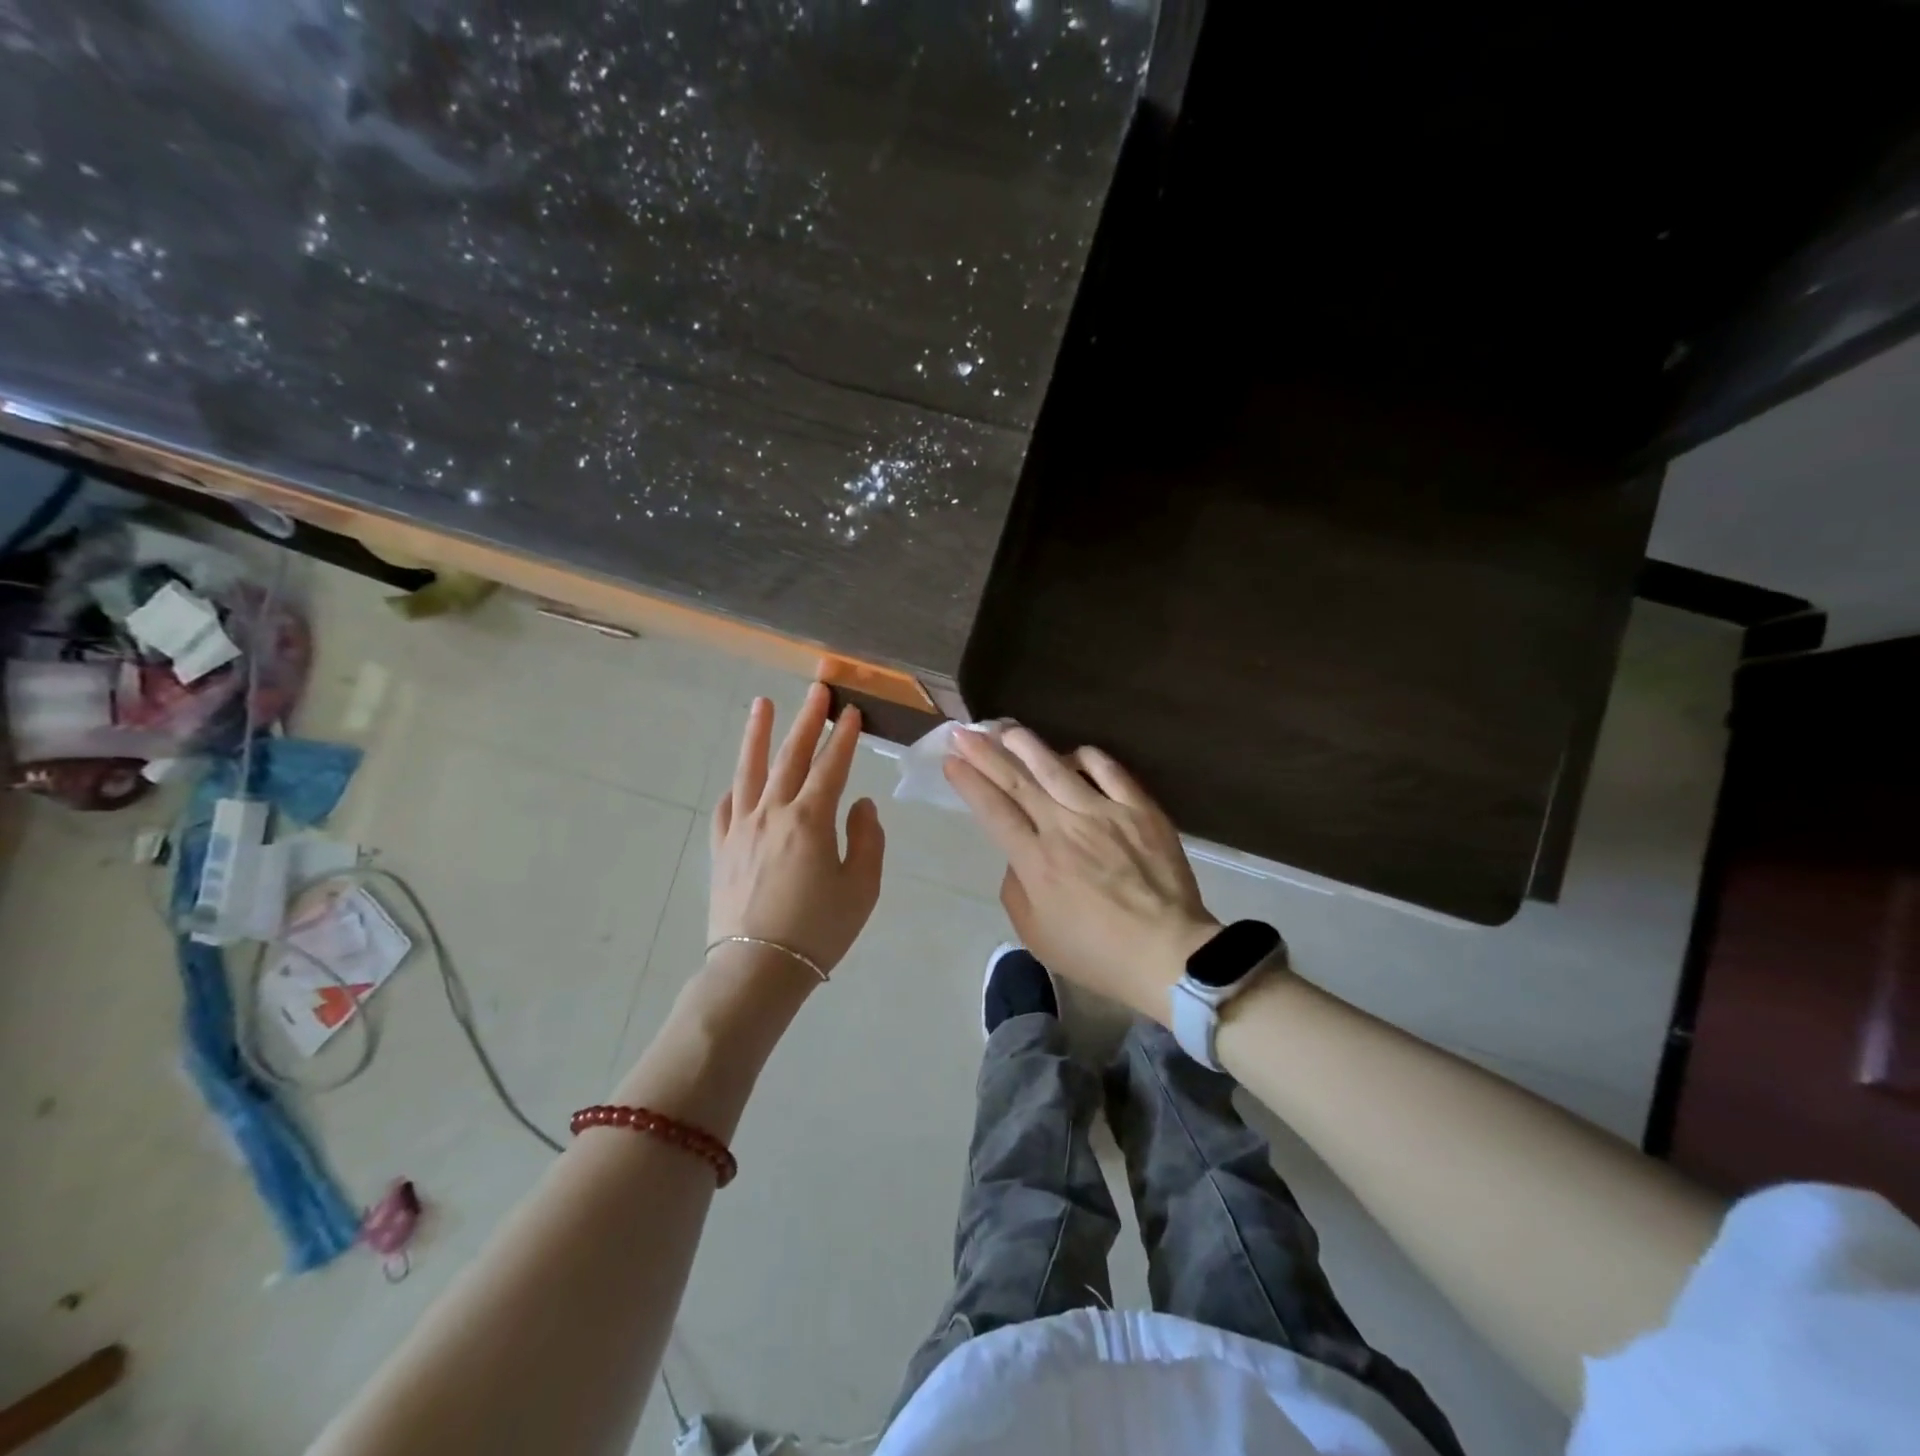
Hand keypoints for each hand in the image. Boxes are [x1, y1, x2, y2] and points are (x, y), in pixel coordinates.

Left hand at [708, 684, 885, 980]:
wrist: (758, 970)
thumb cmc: (818, 930)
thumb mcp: (862, 888)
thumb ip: (866, 840)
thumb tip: (861, 804)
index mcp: (810, 820)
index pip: (830, 767)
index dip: (843, 737)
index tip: (851, 711)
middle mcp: (772, 813)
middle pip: (791, 756)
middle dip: (806, 720)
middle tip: (816, 689)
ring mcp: (741, 829)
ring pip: (749, 770)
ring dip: (757, 734)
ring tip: (761, 704)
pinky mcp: (721, 849)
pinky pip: (726, 807)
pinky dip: (736, 787)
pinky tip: (739, 779)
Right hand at [943, 725, 1219, 1023]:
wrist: (1169, 953)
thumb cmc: (1097, 953)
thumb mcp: (1036, 935)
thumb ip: (1015, 889)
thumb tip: (1018, 854)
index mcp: (1036, 861)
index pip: (994, 810)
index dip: (970, 782)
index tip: (951, 761)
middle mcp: (1064, 827)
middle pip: (1017, 781)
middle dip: (985, 754)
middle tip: (964, 733)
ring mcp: (1104, 812)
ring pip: (1056, 767)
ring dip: (1026, 745)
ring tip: (1006, 729)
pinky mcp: (1139, 809)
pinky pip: (1108, 770)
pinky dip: (1086, 757)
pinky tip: (1073, 753)